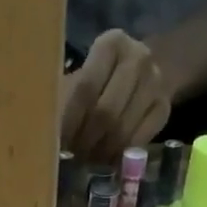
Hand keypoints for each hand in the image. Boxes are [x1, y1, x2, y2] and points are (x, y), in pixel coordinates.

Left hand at [59, 30, 171, 160]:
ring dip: (101, 153)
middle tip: (73, 158)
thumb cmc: (95, 84)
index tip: (57, 144)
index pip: (86, 89)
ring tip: (86, 162)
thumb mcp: (75, 83)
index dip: (69, 122)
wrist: (135, 79)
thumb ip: (61, 101)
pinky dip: (120, 157)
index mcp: (112, 43)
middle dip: (86, 142)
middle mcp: (139, 57)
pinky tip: (107, 161)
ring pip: (123, 131)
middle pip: (106, 113)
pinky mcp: (164, 108)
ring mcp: (156, 82)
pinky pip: (139, 142)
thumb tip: (42, 135)